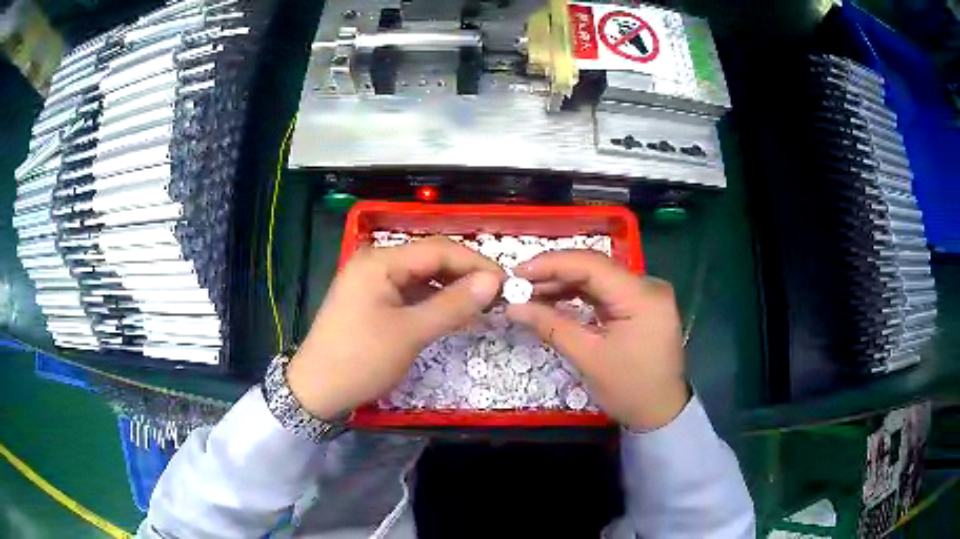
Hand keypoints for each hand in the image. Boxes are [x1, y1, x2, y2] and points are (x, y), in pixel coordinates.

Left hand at [288, 237, 504, 419]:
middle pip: (430, 259)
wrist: (316, 389)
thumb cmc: (361, 360)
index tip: (506, 283)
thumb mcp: (411, 333)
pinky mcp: (371, 299)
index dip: (476, 264)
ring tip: (482, 305)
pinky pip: (409, 292)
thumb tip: (493, 283)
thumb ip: (453, 305)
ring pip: (421, 276)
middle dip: (465, 275)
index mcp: (380, 260)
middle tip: (498, 296)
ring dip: (451, 289)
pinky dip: (432, 301)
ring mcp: (371, 280)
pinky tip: (454, 313)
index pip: (438, 250)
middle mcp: (375, 261)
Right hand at [505, 251, 688, 429]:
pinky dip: (580, 295)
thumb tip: (513, 306)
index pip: (592, 265)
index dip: (552, 264)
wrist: (661, 413)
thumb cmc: (629, 389)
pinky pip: (606, 292)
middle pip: (595, 268)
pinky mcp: (641, 305)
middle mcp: (648, 286)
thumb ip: (550, 325)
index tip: (517, 273)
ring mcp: (646, 294)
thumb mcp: (588, 358)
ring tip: (530, 293)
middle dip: (555, 274)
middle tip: (518, 285)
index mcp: (642, 295)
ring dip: (565, 284)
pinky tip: (555, 299)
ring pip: (599, 278)